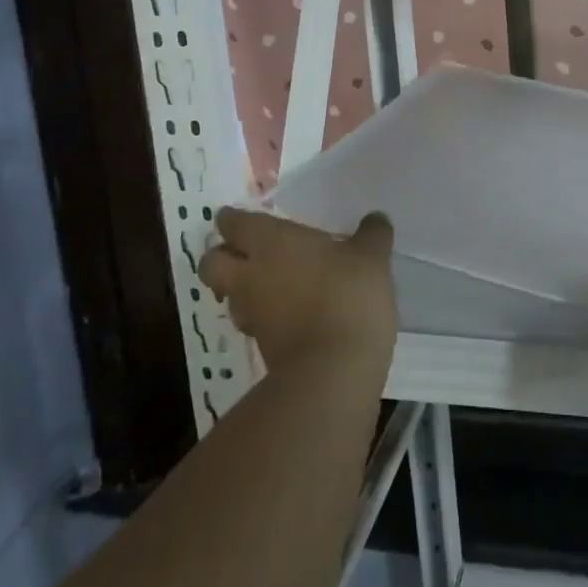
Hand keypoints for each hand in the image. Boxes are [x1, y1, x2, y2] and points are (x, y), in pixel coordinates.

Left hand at [199, 209, 397, 373]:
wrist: (334, 370)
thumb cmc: (348, 295)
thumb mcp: (372, 256)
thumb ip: (372, 233)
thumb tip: (375, 219)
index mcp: (270, 242)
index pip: (232, 223)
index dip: (232, 219)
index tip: (238, 216)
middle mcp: (250, 275)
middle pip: (211, 263)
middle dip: (222, 255)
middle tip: (246, 250)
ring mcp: (253, 315)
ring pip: (230, 295)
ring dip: (242, 287)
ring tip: (271, 282)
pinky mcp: (263, 348)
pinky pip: (254, 322)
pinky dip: (265, 315)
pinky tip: (291, 311)